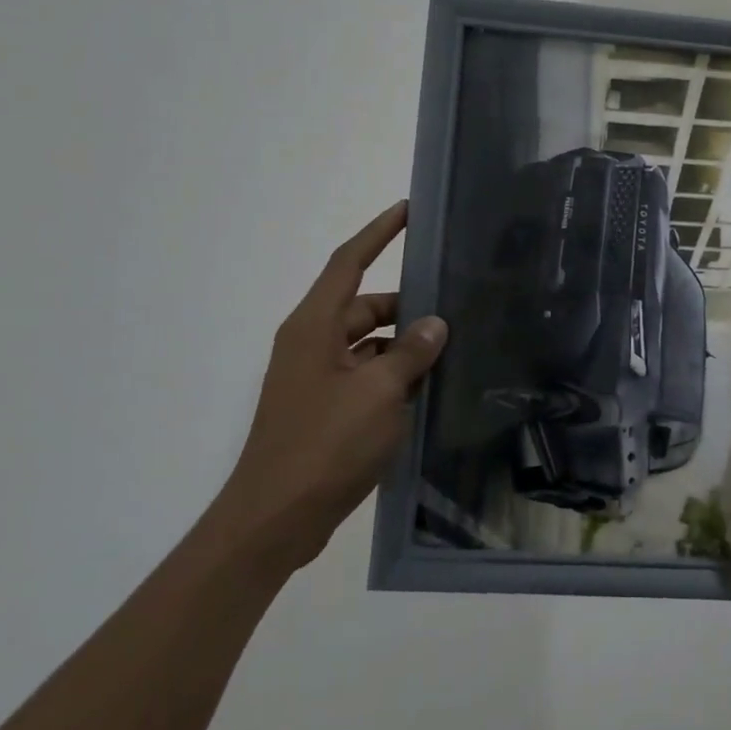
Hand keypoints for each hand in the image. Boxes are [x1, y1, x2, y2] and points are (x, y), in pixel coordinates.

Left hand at [208, 201, 446, 578]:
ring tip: (453, 352)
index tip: (408, 210)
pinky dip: (394, 378)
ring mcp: (316, 379)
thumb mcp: (378, 393)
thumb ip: (411, 353)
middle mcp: (311, 344)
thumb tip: (435, 324)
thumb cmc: (324, 445)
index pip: (349, 263)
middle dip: (407, 306)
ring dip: (405, 347)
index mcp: (314, 327)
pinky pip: (366, 377)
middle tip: (456, 306)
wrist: (275, 519)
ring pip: (369, 345)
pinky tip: (429, 392)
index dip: (378, 233)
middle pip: (365, 307)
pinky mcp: (324, 410)